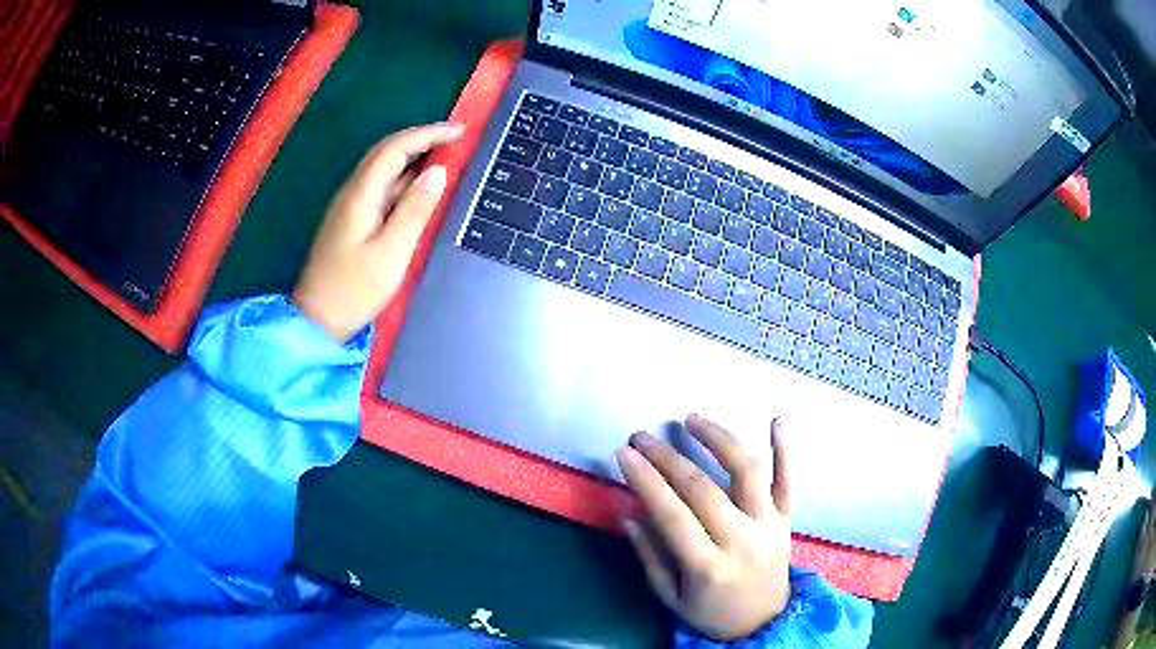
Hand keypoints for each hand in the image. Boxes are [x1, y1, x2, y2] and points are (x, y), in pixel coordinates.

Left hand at [292, 123, 464, 342]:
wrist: (317, 320)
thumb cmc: (355, 290)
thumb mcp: (392, 252)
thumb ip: (414, 210)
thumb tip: (438, 172)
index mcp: (361, 195)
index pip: (395, 148)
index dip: (428, 134)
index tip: (459, 131)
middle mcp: (352, 192)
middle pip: (385, 152)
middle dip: (420, 139)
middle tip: (454, 139)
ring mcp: (349, 207)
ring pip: (382, 169)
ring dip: (412, 157)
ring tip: (443, 156)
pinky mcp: (350, 221)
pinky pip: (380, 187)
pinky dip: (403, 178)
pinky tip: (418, 187)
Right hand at [617, 415, 791, 640]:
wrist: (762, 622)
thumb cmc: (710, 612)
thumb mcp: (670, 596)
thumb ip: (649, 553)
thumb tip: (626, 508)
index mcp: (708, 567)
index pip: (672, 515)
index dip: (646, 480)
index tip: (625, 453)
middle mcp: (742, 541)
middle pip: (703, 489)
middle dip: (668, 458)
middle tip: (642, 437)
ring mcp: (770, 526)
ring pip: (748, 472)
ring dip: (719, 440)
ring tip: (692, 419)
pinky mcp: (787, 519)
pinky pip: (790, 480)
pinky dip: (786, 449)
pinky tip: (777, 419)